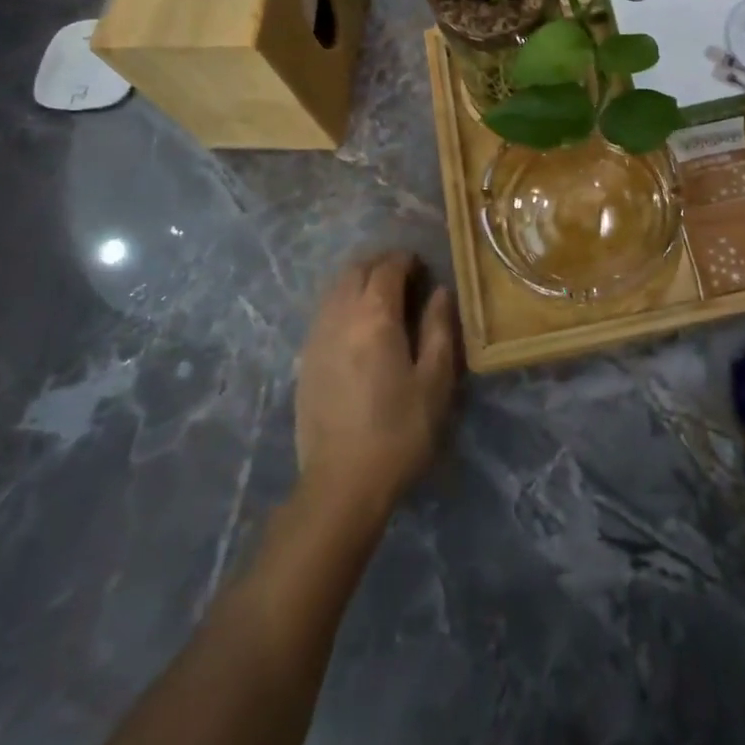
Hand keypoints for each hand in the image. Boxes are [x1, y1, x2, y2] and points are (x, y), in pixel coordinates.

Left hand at [294, 252, 461, 521]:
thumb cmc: (400, 431)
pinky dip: (344, 303)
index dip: (407, 260)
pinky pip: (324, 312)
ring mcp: (316, 337)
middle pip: (355, 270)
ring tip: (384, 299)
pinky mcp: (304, 360)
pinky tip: (359, 327)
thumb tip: (440, 292)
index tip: (425, 268)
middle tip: (407, 278)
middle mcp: (339, 316)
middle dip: (381, 264)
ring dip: (360, 281)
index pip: (387, 267)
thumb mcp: (435, 380)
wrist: (342, 483)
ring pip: (335, 289)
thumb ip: (439, 328)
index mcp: (374, 316)